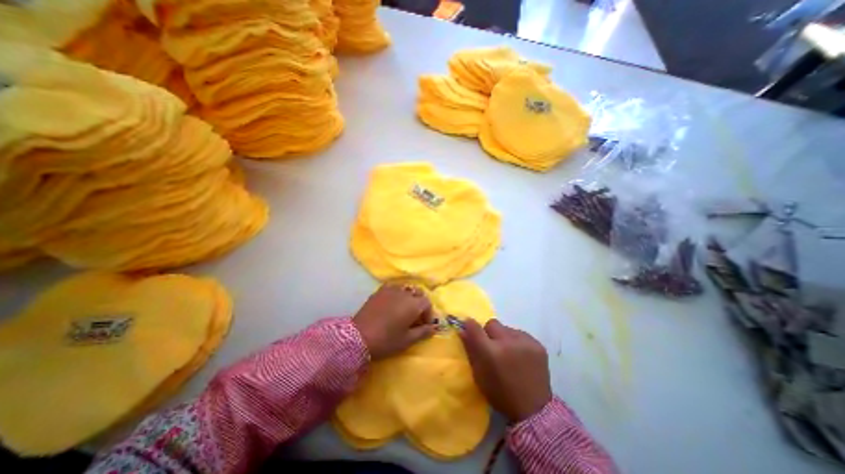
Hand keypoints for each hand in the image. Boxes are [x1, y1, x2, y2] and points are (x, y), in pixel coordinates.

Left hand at [352, 286, 434, 358]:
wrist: (358, 337)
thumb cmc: (385, 340)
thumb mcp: (406, 340)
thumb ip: (423, 332)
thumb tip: (434, 328)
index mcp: (413, 304)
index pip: (427, 303)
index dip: (428, 314)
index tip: (424, 325)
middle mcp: (404, 293)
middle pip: (418, 293)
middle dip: (420, 303)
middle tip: (415, 317)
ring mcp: (391, 289)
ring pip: (407, 288)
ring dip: (410, 297)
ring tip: (404, 309)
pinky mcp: (380, 290)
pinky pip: (394, 287)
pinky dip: (398, 292)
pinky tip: (393, 303)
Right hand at [459, 318, 551, 421]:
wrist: (534, 411)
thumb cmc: (500, 394)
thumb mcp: (479, 375)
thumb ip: (470, 349)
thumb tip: (463, 330)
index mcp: (490, 352)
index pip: (474, 327)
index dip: (471, 326)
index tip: (470, 329)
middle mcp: (507, 342)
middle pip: (492, 324)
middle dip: (489, 333)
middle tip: (492, 348)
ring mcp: (525, 342)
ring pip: (507, 329)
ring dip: (504, 338)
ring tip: (509, 353)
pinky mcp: (538, 344)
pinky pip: (521, 334)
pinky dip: (517, 342)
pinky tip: (521, 356)